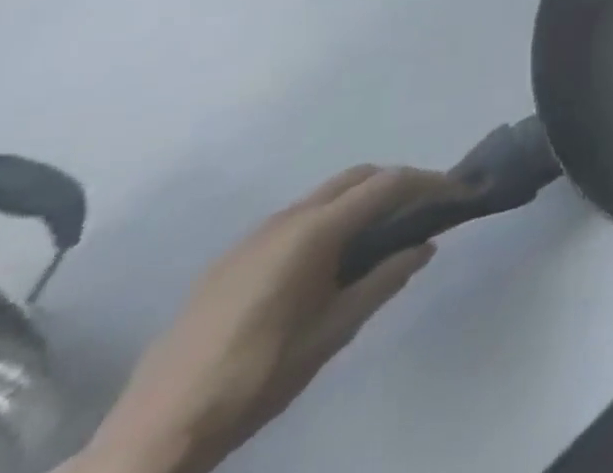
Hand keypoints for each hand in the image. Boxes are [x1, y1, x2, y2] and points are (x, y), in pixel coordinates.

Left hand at [77, 166, 461, 472]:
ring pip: (324, 196)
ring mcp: (251, 238)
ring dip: (361, 200)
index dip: (429, 183)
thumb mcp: (333, 332)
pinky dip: (328, 219)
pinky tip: (328, 261)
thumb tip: (425, 245)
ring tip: (382, 235)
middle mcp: (284, 220)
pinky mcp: (229, 261)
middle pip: (356, 177)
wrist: (153, 435)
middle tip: (425, 210)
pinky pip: (295, 219)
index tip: (459, 193)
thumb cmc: (257, 378)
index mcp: (313, 232)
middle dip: (396, 183)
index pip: (387, 184)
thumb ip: (385, 280)